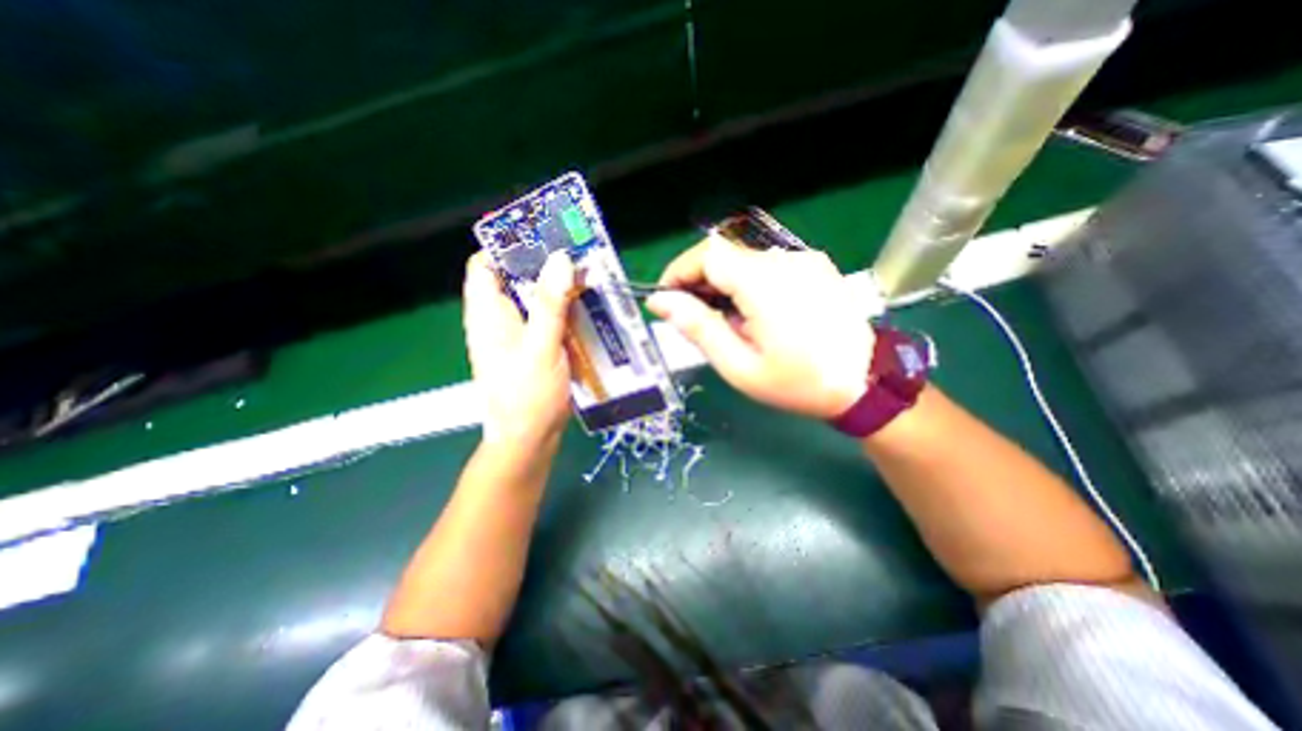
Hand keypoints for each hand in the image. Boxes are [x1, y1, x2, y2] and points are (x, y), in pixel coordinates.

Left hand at [464, 250, 572, 444]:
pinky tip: (586, 308)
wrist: (529, 440)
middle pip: (514, 279)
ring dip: (557, 288)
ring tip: (587, 276)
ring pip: (533, 299)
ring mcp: (516, 335)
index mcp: (487, 314)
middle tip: (576, 254)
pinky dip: (563, 310)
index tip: (542, 236)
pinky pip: (546, 319)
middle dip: (542, 265)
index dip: (508, 247)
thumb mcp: (540, 347)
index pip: (485, 265)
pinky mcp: (532, 348)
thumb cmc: (528, 395)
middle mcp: (498, 319)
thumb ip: (549, 304)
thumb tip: (560, 258)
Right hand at [650, 233, 873, 415]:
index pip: (708, 254)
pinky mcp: (814, 265)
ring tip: (723, 320)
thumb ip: (698, 328)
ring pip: (744, 258)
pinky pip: (766, 265)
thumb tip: (660, 301)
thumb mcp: (739, 365)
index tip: (667, 299)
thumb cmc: (797, 383)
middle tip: (692, 315)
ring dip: (722, 283)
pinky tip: (751, 312)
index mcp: (765, 283)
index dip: (680, 271)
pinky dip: (745, 282)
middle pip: (725, 253)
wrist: (865, 383)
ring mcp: (803, 259)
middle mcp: (785, 260)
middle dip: (698, 279)